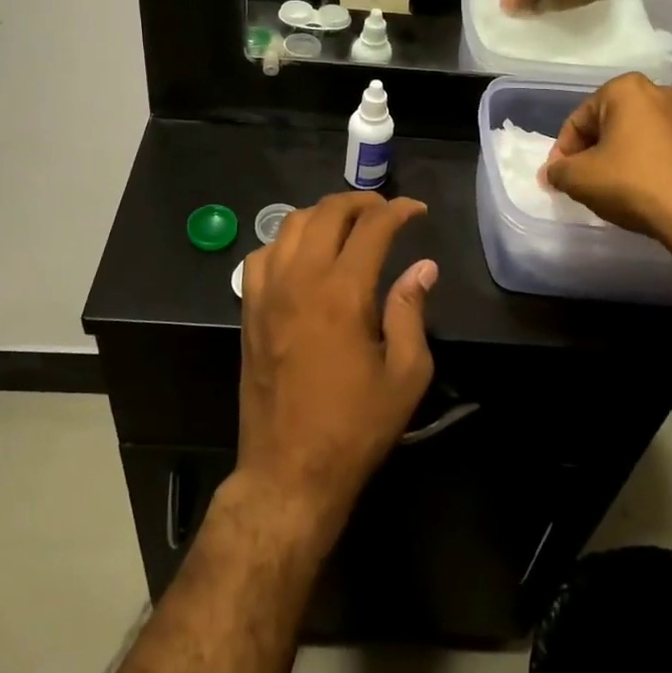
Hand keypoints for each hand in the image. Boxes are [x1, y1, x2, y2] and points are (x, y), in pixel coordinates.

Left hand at [237, 192, 437, 544]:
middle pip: (327, 212)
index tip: (417, 211)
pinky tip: (302, 257)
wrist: (289, 471)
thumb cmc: (355, 427)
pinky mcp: (249, 310)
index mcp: (343, 292)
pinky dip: (285, 241)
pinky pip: (262, 254)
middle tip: (384, 212)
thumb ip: (411, 311)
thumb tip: (422, 267)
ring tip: (347, 226)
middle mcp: (301, 279)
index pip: (372, 226)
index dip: (398, 210)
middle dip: (361, 201)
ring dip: (323, 215)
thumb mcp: (405, 375)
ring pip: (290, 224)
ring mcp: (267, 292)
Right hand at [543, 73, 671, 246]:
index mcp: (625, 89)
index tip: (559, 179)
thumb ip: (558, 171)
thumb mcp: (581, 179)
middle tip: (583, 182)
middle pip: (608, 124)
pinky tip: (641, 189)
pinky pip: (661, 147)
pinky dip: (645, 163)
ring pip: (636, 135)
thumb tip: (553, 172)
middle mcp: (659, 91)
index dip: (563, 152)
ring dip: (619, 157)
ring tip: (611, 188)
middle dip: (592, 152)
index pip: (578, 120)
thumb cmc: (634, 183)